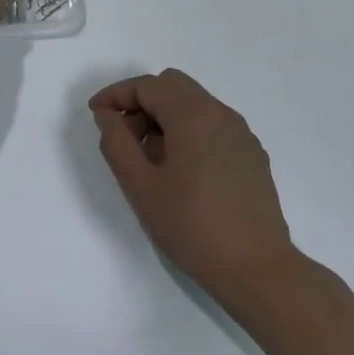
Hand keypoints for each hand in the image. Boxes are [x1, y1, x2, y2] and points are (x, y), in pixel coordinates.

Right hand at [89, 69, 295, 299]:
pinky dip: (187, 133)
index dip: (116, 94)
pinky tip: (179, 173)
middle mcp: (222, 115)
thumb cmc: (191, 225)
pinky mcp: (252, 156)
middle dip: (141, 103)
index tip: (96, 115)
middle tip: (122, 136)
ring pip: (194, 106)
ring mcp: (242, 135)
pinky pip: (212, 127)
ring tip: (148, 160)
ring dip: (164, 119)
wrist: (257, 269)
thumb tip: (108, 115)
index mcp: (194, 115)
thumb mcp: (139, 185)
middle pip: (173, 87)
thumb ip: (116, 142)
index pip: (148, 85)